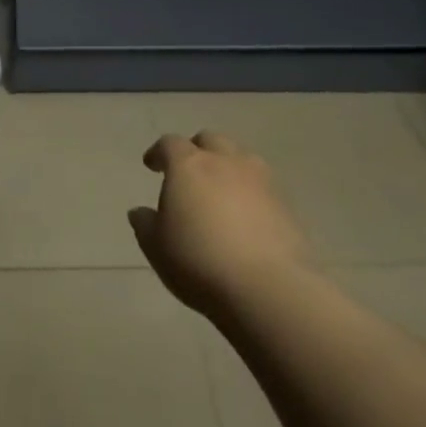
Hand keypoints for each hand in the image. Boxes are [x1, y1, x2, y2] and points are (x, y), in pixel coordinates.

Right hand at [130, 131, 311, 315]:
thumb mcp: (157, 247)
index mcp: (189, 165)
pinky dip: (250, 191)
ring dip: (227, 165)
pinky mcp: (285, 202)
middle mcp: (225, 161)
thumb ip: (146, 224)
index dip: (158, 152)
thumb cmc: (199, 261)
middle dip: (196, 150)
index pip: (170, 144)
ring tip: (220, 190)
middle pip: (210, 140)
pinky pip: (262, 184)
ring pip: (240, 156)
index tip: (152, 165)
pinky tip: (246, 215)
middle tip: (188, 172)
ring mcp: (260, 179)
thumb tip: (140, 212)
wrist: (268, 286)